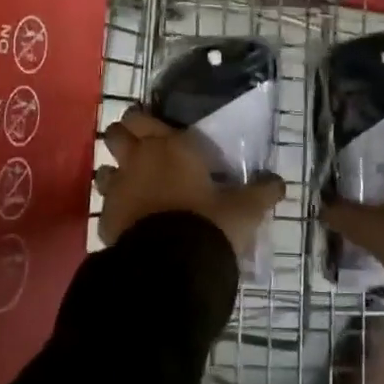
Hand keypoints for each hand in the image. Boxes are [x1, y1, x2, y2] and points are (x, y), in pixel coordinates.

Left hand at [96, 107, 284, 257]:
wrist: (170, 267)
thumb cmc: (210, 223)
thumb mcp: (245, 209)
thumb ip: (262, 193)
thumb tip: (280, 183)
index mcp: (171, 145)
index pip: (143, 117)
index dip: (145, 119)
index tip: (155, 126)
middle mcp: (139, 158)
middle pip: (116, 134)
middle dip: (123, 136)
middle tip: (139, 147)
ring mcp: (118, 188)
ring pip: (104, 167)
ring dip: (115, 171)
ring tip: (131, 183)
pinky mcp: (106, 218)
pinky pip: (105, 204)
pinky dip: (114, 206)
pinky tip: (128, 217)